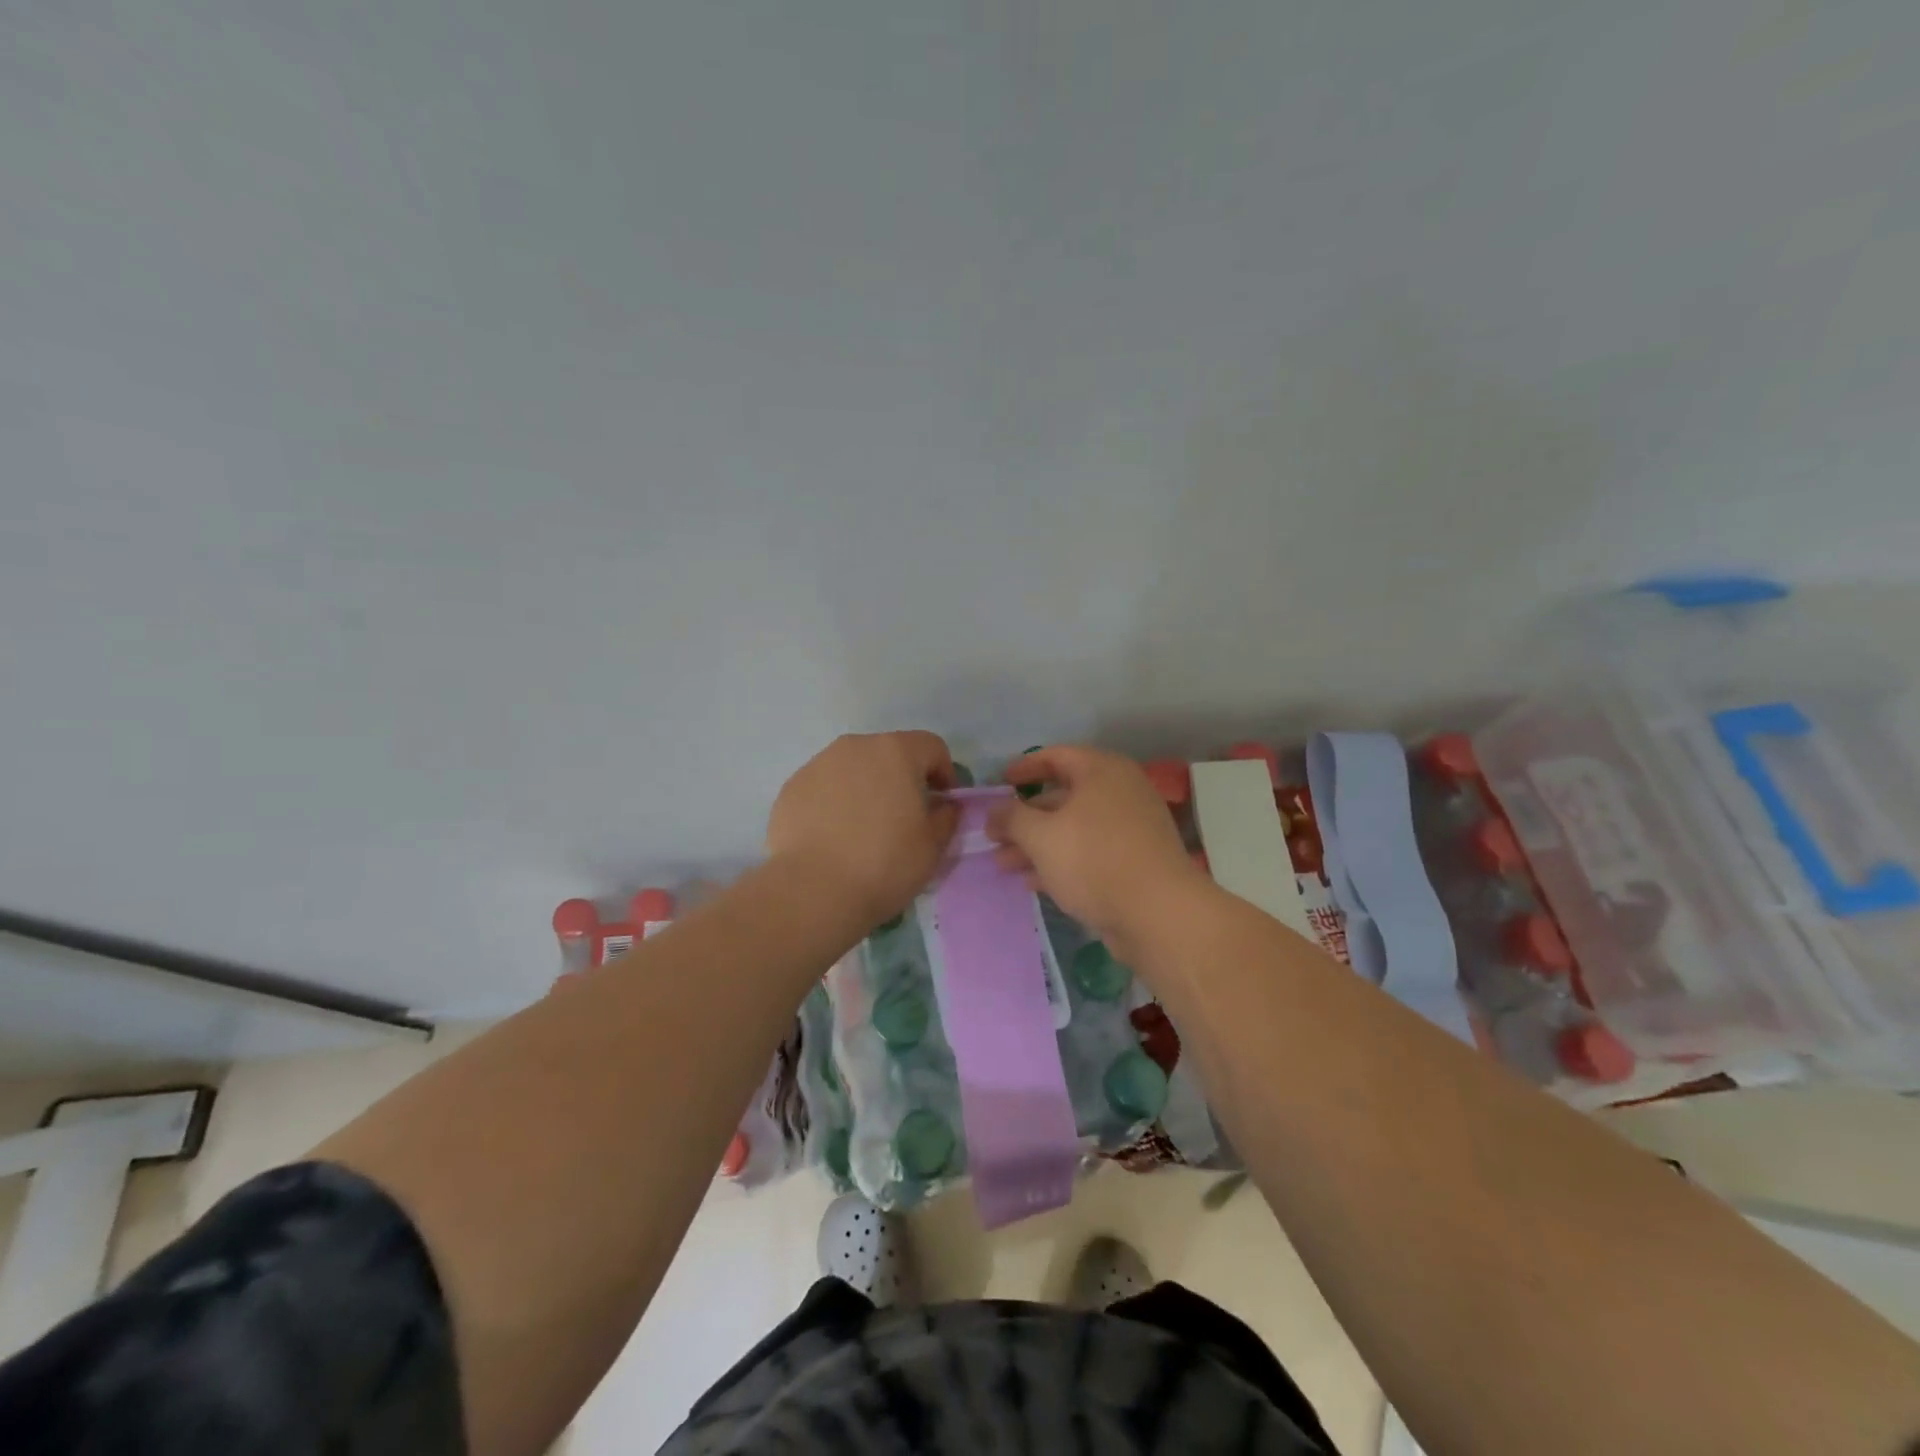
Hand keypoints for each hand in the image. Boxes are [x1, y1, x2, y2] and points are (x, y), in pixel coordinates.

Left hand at [766, 732, 959, 931]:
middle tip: (904, 817)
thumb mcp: (933, 846)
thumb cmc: (884, 865)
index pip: (932, 747)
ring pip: (854, 768)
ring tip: (864, 828)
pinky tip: (834, 837)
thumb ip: (946, 816)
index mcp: (896, 752)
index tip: (942, 804)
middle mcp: (855, 747)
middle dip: (902, 778)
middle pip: (889, 753)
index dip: (944, 773)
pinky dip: (835, 802)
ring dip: (866, 788)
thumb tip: (943, 805)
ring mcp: (818, 764)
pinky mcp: (791, 788)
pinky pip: (824, 787)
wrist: (813, 891)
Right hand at [987, 746, 1207, 950]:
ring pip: (1073, 829)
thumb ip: (1011, 818)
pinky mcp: (1134, 862)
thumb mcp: (1041, 836)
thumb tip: (995, 810)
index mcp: (1102, 772)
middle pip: (1062, 796)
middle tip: (994, 835)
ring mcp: (1131, 829)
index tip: (1000, 784)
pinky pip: (1089, 853)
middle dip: (1025, 818)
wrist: (1158, 914)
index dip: (1024, 768)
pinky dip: (1061, 861)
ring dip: (1037, 844)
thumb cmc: (1095, 860)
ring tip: (1003, 864)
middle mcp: (1120, 792)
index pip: (1056, 756)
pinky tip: (1033, 882)